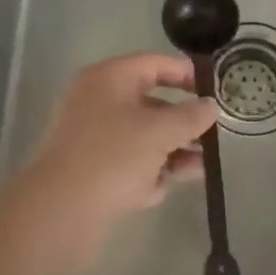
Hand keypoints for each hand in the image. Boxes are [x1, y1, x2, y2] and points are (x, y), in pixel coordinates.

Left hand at [24, 54, 218, 227]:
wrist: (60, 211)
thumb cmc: (113, 156)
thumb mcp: (160, 132)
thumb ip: (190, 116)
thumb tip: (210, 106)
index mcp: (108, 79)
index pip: (154, 64)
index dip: (187, 74)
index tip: (215, 90)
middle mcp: (96, 101)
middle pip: (149, 102)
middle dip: (182, 120)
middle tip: (212, 133)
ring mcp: (89, 137)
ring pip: (140, 136)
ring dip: (171, 149)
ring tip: (201, 166)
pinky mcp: (87, 170)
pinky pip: (126, 162)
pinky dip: (147, 171)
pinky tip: (165, 188)